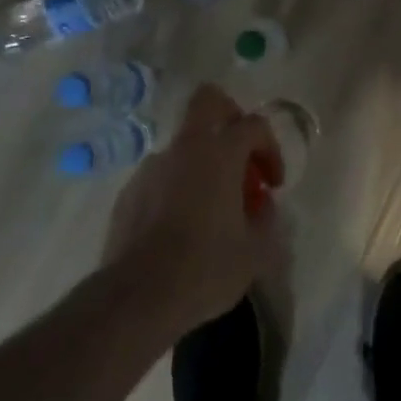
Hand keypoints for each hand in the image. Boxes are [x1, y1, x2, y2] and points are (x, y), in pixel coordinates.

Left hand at [103, 84, 285, 336]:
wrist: (136, 298)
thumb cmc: (204, 269)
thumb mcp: (255, 253)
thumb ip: (267, 221)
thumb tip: (264, 208)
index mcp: (220, 153)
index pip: (254, 125)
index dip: (270, 149)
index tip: (272, 185)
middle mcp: (184, 148)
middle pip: (208, 101)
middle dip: (230, 117)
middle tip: (240, 155)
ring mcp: (151, 167)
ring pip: (184, 146)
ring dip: (202, 164)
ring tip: (210, 209)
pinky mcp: (129, 192)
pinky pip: (161, 176)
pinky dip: (176, 189)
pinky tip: (180, 228)